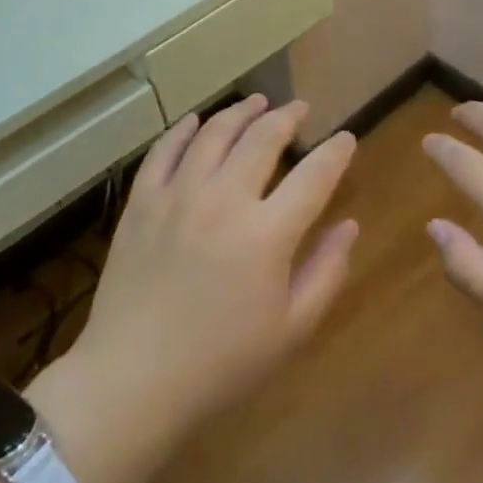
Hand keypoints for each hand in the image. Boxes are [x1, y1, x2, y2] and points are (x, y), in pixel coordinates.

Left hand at [69, 96, 358, 436]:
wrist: (133, 379)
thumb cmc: (221, 363)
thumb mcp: (291, 329)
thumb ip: (327, 271)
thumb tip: (349, 225)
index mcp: (267, 234)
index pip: (313, 176)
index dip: (335, 152)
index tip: (346, 138)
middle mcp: (224, 200)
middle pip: (262, 138)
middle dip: (287, 116)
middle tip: (299, 108)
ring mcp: (178, 195)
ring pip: (214, 133)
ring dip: (240, 112)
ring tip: (256, 102)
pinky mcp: (142, 202)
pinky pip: (164, 150)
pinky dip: (184, 129)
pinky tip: (196, 121)